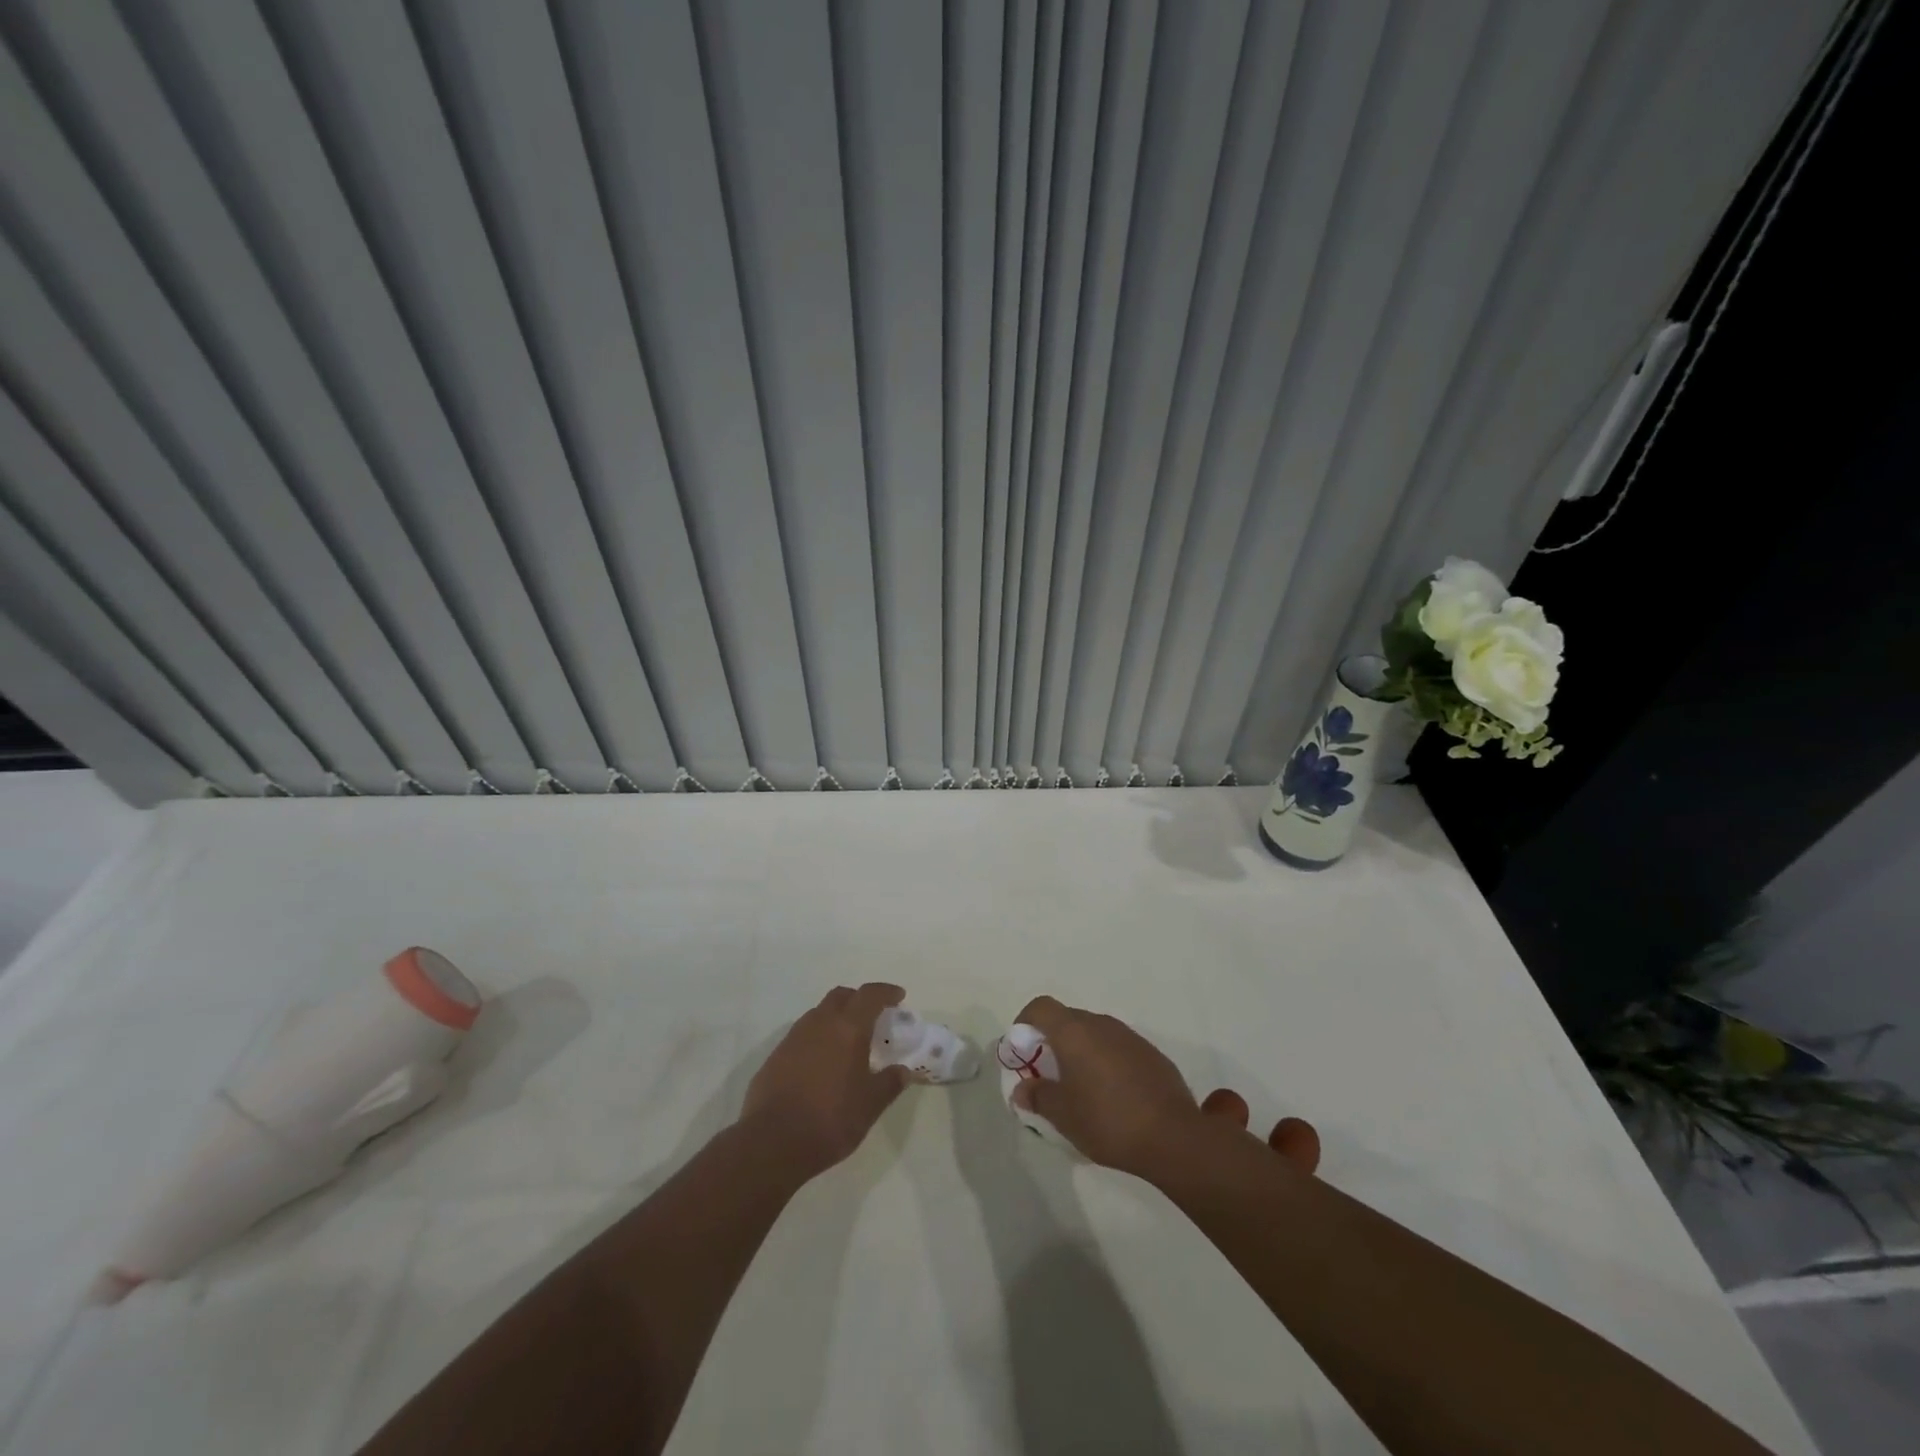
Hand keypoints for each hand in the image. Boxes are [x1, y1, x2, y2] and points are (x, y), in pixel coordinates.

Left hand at [740, 983, 911, 1177]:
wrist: (772, 1142)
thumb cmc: (830, 1120)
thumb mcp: (870, 1106)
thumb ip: (889, 1083)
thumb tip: (903, 1070)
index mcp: (848, 1028)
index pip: (869, 995)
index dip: (886, 992)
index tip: (898, 996)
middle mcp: (819, 1023)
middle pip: (841, 996)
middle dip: (859, 999)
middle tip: (872, 1016)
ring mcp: (793, 1038)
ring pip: (818, 1013)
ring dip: (835, 1018)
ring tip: (847, 1042)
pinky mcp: (775, 1056)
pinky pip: (802, 1035)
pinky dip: (817, 1039)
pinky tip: (821, 1064)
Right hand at [1009, 996, 1209, 1181]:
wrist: (1173, 1136)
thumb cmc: (1107, 1121)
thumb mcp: (1064, 1116)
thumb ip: (1038, 1097)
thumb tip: (1022, 1089)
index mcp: (1074, 1032)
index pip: (1041, 1007)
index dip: (1025, 1021)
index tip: (1021, 1048)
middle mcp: (1101, 1024)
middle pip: (1067, 1019)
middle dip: (1052, 1040)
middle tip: (1048, 1074)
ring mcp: (1129, 1036)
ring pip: (1094, 1033)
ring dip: (1081, 1051)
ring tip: (1080, 1087)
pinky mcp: (1151, 1053)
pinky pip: (1117, 1047)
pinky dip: (1106, 1061)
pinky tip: (1112, 1095)